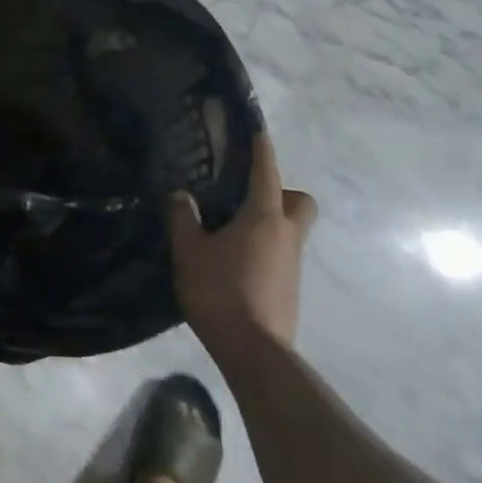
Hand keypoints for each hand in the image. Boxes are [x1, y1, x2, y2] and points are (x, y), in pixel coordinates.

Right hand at [168, 135, 316, 362]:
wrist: (254, 353)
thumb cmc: (221, 292)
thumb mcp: (189, 251)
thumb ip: (183, 218)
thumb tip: (181, 195)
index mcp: (264, 217)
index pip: (267, 172)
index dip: (262, 148)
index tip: (257, 128)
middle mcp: (287, 236)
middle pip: (300, 202)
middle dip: (282, 192)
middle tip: (248, 196)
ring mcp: (293, 265)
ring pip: (292, 230)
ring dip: (270, 223)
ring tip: (231, 231)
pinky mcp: (291, 290)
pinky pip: (282, 255)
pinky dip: (266, 249)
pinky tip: (236, 263)